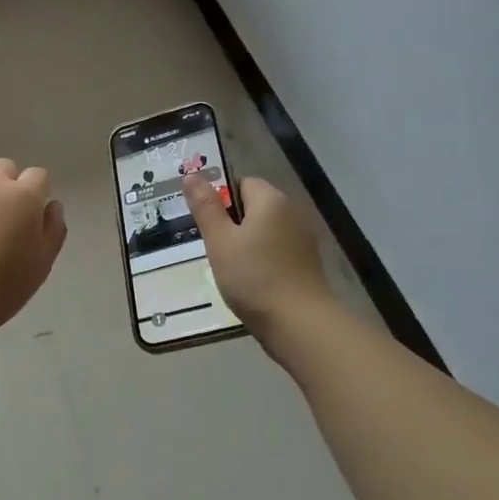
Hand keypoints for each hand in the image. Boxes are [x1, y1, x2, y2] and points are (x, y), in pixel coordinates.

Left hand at [0, 159, 67, 334]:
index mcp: (24, 197)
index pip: (39, 176)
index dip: (38, 191)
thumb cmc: (2, 285)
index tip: (33, 213)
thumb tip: (51, 205)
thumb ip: (53, 230)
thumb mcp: (42, 264)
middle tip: (3, 214)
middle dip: (8, 183)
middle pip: (4, 167)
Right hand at [184, 174, 335, 336]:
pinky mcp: (306, 265)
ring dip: (246, 245)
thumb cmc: (254, 277)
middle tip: (214, 249)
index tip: (207, 225)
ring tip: (229, 269)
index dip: (221, 199)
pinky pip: (276, 252)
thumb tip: (191, 175)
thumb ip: (205, 207)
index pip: (241, 183)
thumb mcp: (220, 241)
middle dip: (231, 224)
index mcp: (271, 200)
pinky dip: (262, 261)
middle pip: (254, 207)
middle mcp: (292, 213)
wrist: (300, 324)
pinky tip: (250, 283)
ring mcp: (303, 240)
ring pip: (265, 232)